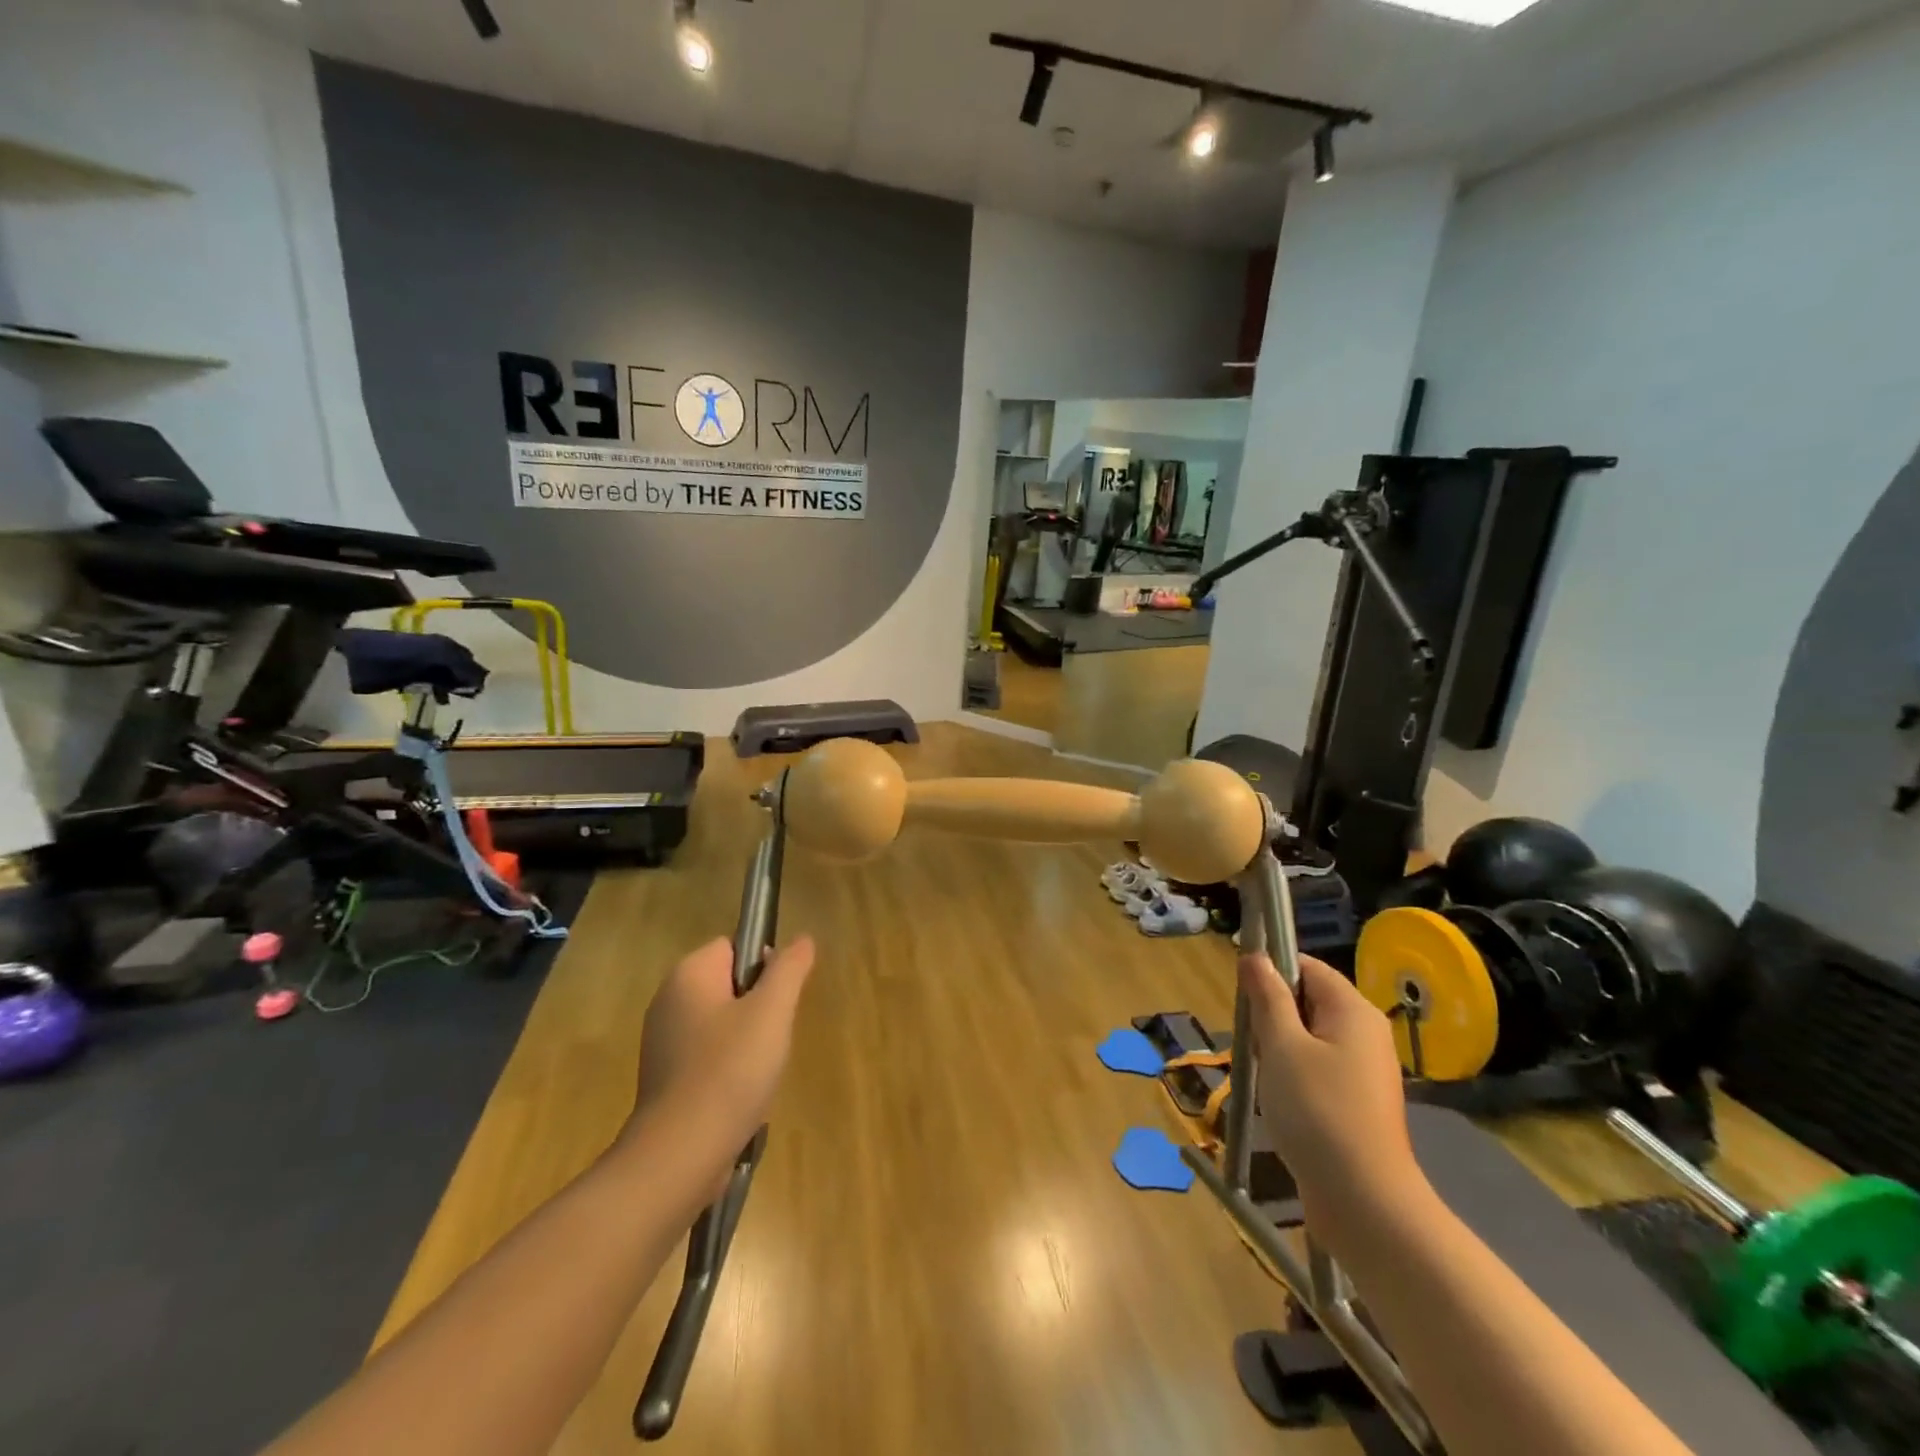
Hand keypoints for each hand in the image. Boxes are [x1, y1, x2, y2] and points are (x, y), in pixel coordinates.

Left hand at [623, 936, 816, 1184]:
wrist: (679, 1156)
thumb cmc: (729, 1071)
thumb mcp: (772, 1011)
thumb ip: (789, 969)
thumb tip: (802, 940)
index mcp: (688, 975)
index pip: (734, 946)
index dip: (764, 966)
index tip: (777, 1000)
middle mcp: (668, 1001)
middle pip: (729, 985)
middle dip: (758, 1008)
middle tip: (771, 1038)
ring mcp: (662, 1042)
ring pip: (722, 1023)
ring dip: (747, 1041)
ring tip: (758, 1071)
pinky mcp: (664, 1079)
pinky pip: (708, 1056)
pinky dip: (728, 1069)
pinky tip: (740, 1095)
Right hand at [1239, 953, 1421, 1221]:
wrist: (1364, 1202)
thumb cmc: (1317, 1111)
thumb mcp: (1281, 1045)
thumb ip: (1267, 996)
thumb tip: (1255, 956)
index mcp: (1352, 1010)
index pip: (1306, 966)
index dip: (1271, 971)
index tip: (1242, 995)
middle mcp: (1365, 1032)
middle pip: (1306, 1001)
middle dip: (1271, 1015)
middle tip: (1252, 1043)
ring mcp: (1364, 1070)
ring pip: (1307, 1037)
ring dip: (1278, 1049)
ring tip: (1263, 1076)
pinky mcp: (1356, 1102)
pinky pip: (1316, 1068)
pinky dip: (1292, 1075)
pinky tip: (1279, 1102)